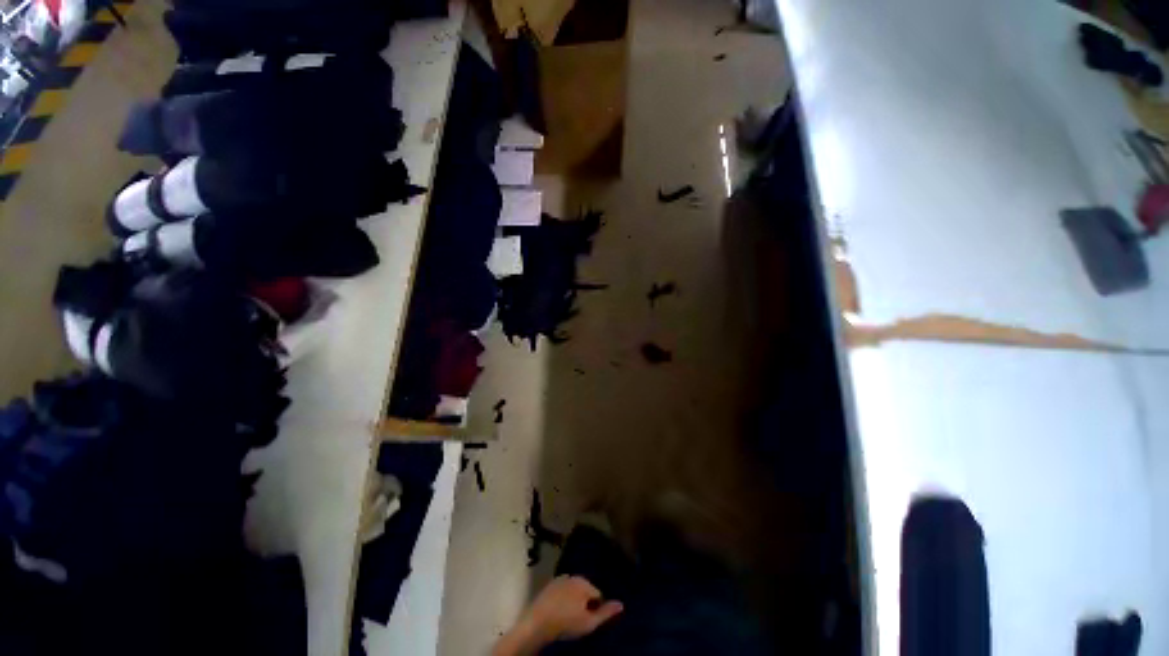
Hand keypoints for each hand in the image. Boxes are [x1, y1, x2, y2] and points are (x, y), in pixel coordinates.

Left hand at [526, 576, 623, 641]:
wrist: (537, 622)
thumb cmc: (566, 623)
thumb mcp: (589, 623)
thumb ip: (606, 613)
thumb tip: (622, 604)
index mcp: (584, 582)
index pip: (598, 594)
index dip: (598, 608)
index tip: (592, 620)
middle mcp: (573, 575)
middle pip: (585, 590)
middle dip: (586, 602)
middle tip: (581, 619)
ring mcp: (559, 579)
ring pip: (573, 589)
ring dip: (574, 599)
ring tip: (571, 615)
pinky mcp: (549, 585)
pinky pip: (562, 591)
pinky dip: (563, 598)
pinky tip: (560, 610)